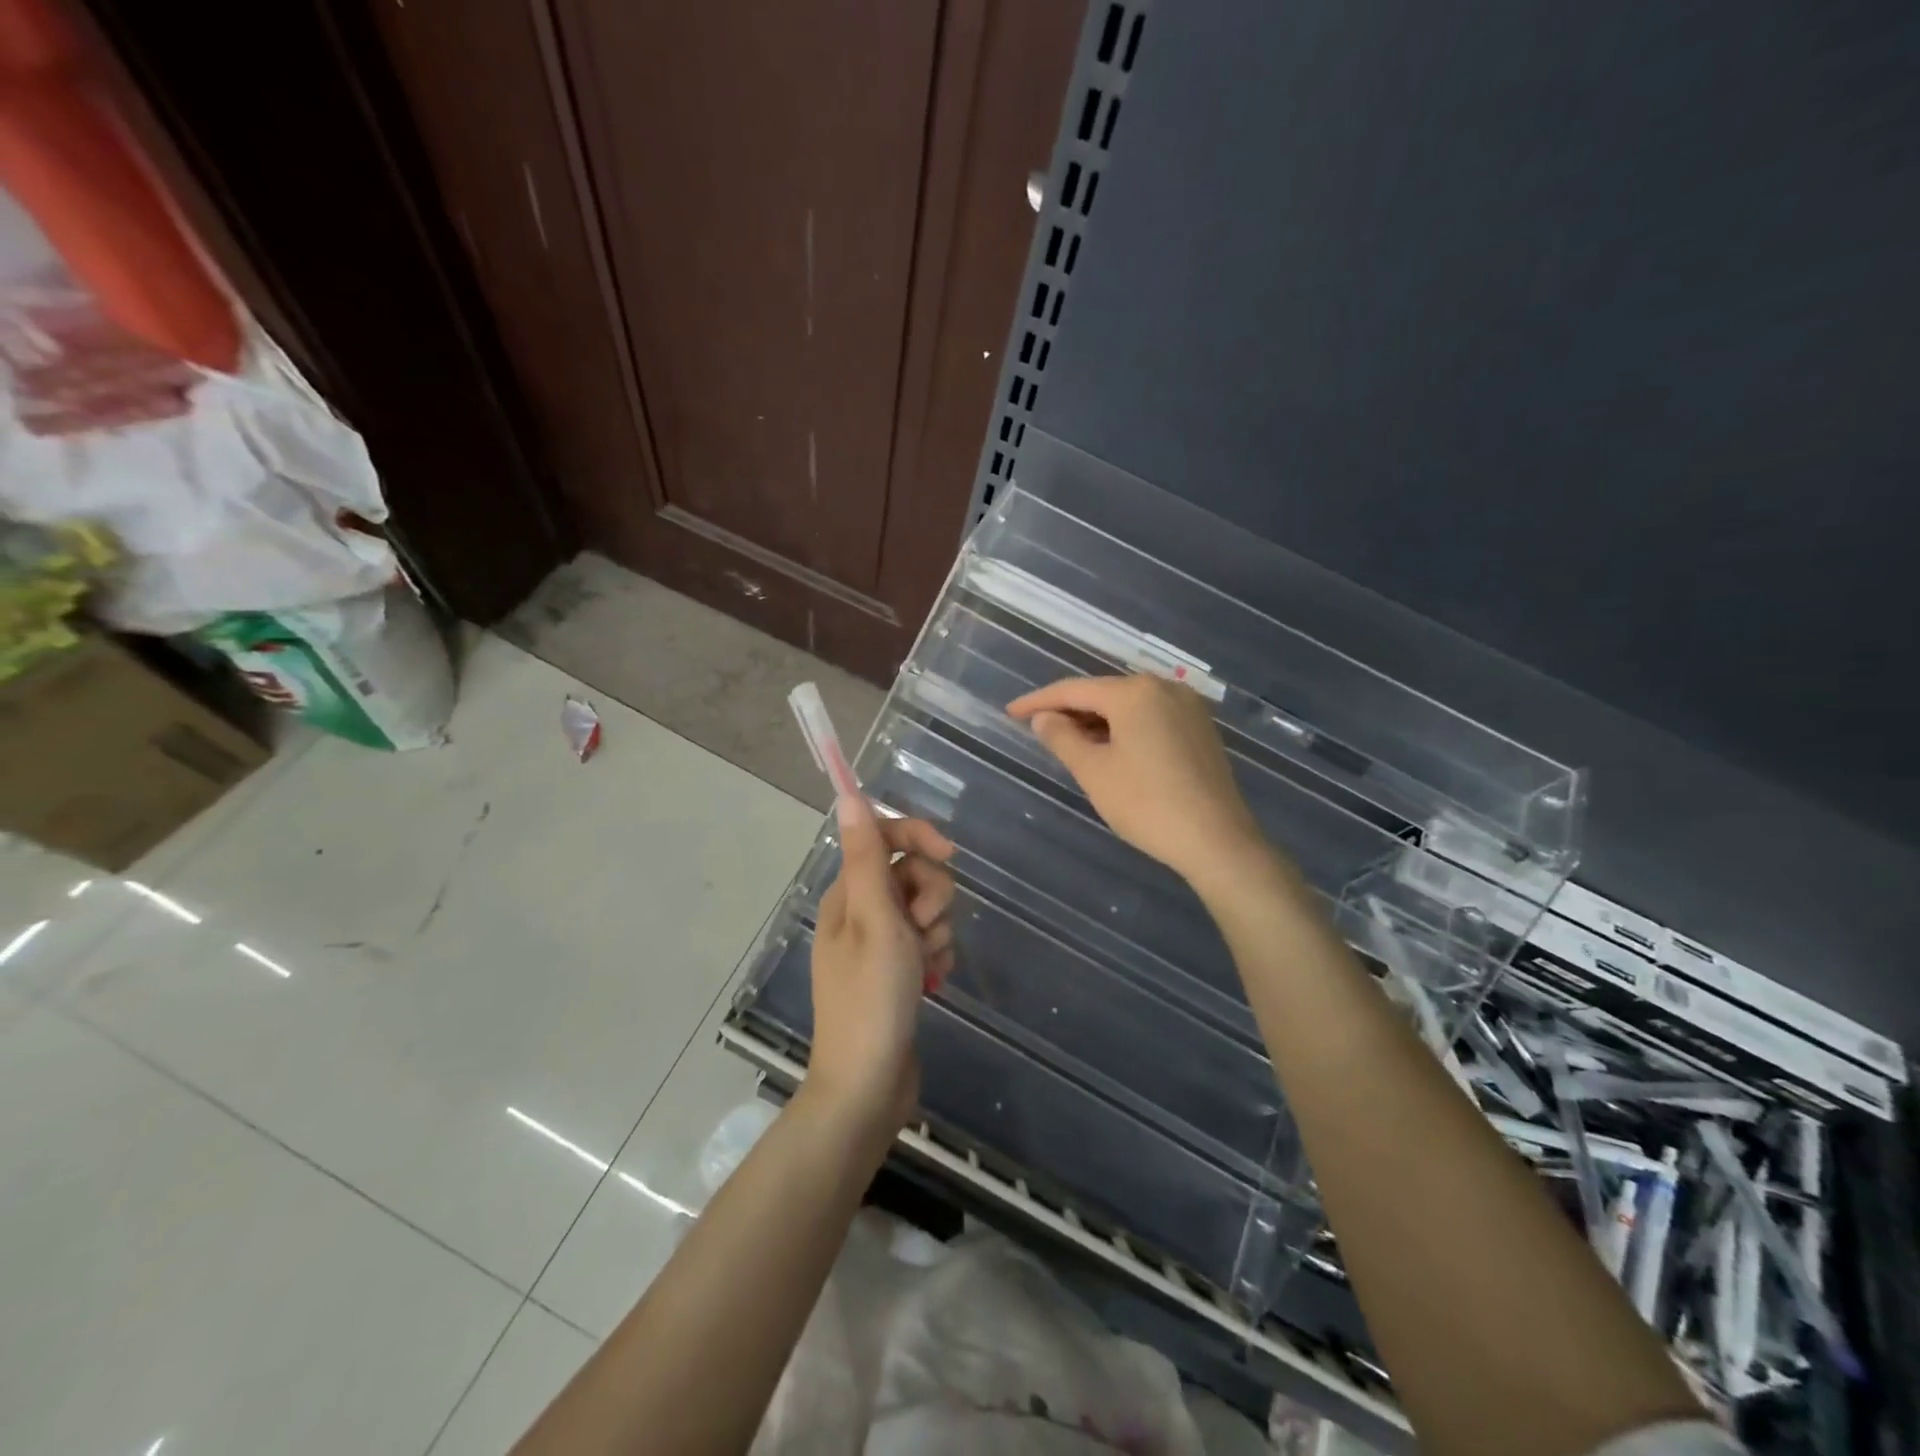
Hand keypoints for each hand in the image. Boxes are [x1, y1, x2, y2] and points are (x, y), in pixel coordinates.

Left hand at [806, 794, 955, 1131]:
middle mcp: (860, 912)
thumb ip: (866, 857)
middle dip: (931, 896)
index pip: (884, 838)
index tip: (950, 855)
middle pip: (911, 873)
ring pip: (925, 908)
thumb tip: (848, 796)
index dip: (919, 837)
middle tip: (922, 929)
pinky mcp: (896, 970)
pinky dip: (935, 954)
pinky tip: (932, 980)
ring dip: (936, 931)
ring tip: (925, 964)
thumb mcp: (875, 921)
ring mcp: (878, 943)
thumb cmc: (872, 998)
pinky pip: (927, 941)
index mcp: (847, 894)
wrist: (868, 1084)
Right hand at [1007, 674, 1266, 890]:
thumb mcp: (1094, 772)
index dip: (1038, 701)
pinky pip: (1151, 718)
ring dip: (1097, 721)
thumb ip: (1062, 738)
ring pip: (1129, 707)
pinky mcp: (1201, 729)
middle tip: (1037, 729)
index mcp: (1134, 692)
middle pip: (1104, 693)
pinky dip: (1124, 729)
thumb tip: (1044, 718)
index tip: (1010, 712)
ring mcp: (1188, 707)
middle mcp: (1164, 688)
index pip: (1074, 690)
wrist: (1217, 840)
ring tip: (1069, 742)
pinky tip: (1110, 749)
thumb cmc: (1147, 804)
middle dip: (1069, 710)